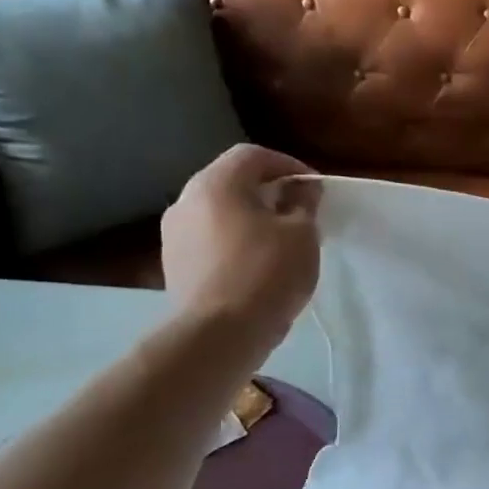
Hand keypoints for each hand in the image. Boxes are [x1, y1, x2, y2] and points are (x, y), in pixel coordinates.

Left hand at [161, 145, 320, 339]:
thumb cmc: (267, 273)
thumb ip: (304, 204)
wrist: (219, 334)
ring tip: (280, 241)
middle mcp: (186, 200)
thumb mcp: (302, 234)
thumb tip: (302, 189)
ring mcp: (174, 234)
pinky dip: (234, 241)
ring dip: (250, 217)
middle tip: (299, 212)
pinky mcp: (174, 264)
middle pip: (232, 181)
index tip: (314, 189)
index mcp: (216, 183)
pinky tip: (256, 265)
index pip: (253, 155)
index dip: (289, 165)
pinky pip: (210, 239)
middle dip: (268, 191)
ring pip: (219, 211)